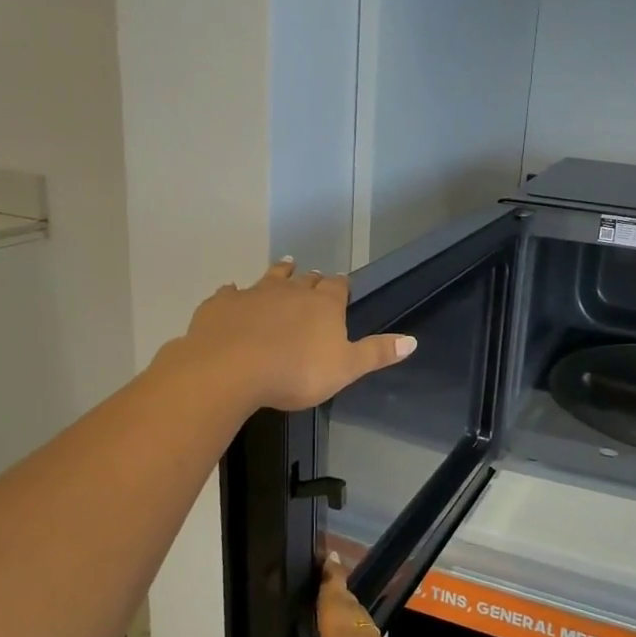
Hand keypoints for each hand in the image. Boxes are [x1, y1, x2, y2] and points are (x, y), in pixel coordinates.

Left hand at [180, 259, 415, 413]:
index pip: (338, 288)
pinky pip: (230, 293)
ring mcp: (254, 294)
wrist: (231, 368)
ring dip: (279, 272)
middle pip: (306, 280)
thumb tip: (413, 340)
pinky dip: (234, 293)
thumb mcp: (345, 369)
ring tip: (286, 265)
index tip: (343, 284)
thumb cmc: (296, 372)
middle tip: (314, 277)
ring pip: (271, 277)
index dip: (341, 286)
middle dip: (312, 279)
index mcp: (323, 305)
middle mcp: (291, 292)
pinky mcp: (222, 304)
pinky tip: (231, 293)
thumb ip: (376, 353)